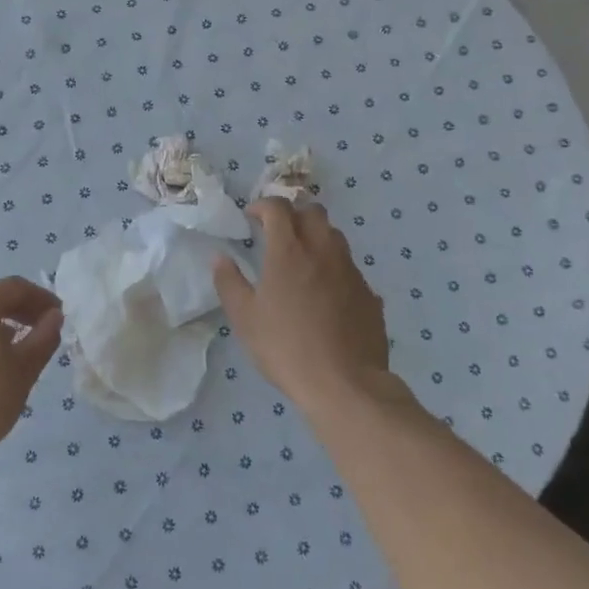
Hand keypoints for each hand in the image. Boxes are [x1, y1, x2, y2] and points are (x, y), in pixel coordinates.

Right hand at [213, 198, 389, 412]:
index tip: (251, 218)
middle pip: (312, 212)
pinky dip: (334, 268)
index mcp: (288, 251)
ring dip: (316, 237)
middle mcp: (322, 251)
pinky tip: (325, 294)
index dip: (263, 205)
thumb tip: (220, 257)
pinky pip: (349, 267)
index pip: (278, 207)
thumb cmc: (285, 347)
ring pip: (334, 236)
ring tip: (302, 260)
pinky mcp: (368, 292)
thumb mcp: (244, 318)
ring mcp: (350, 270)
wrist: (344, 383)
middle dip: (293, 214)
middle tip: (278, 234)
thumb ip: (229, 282)